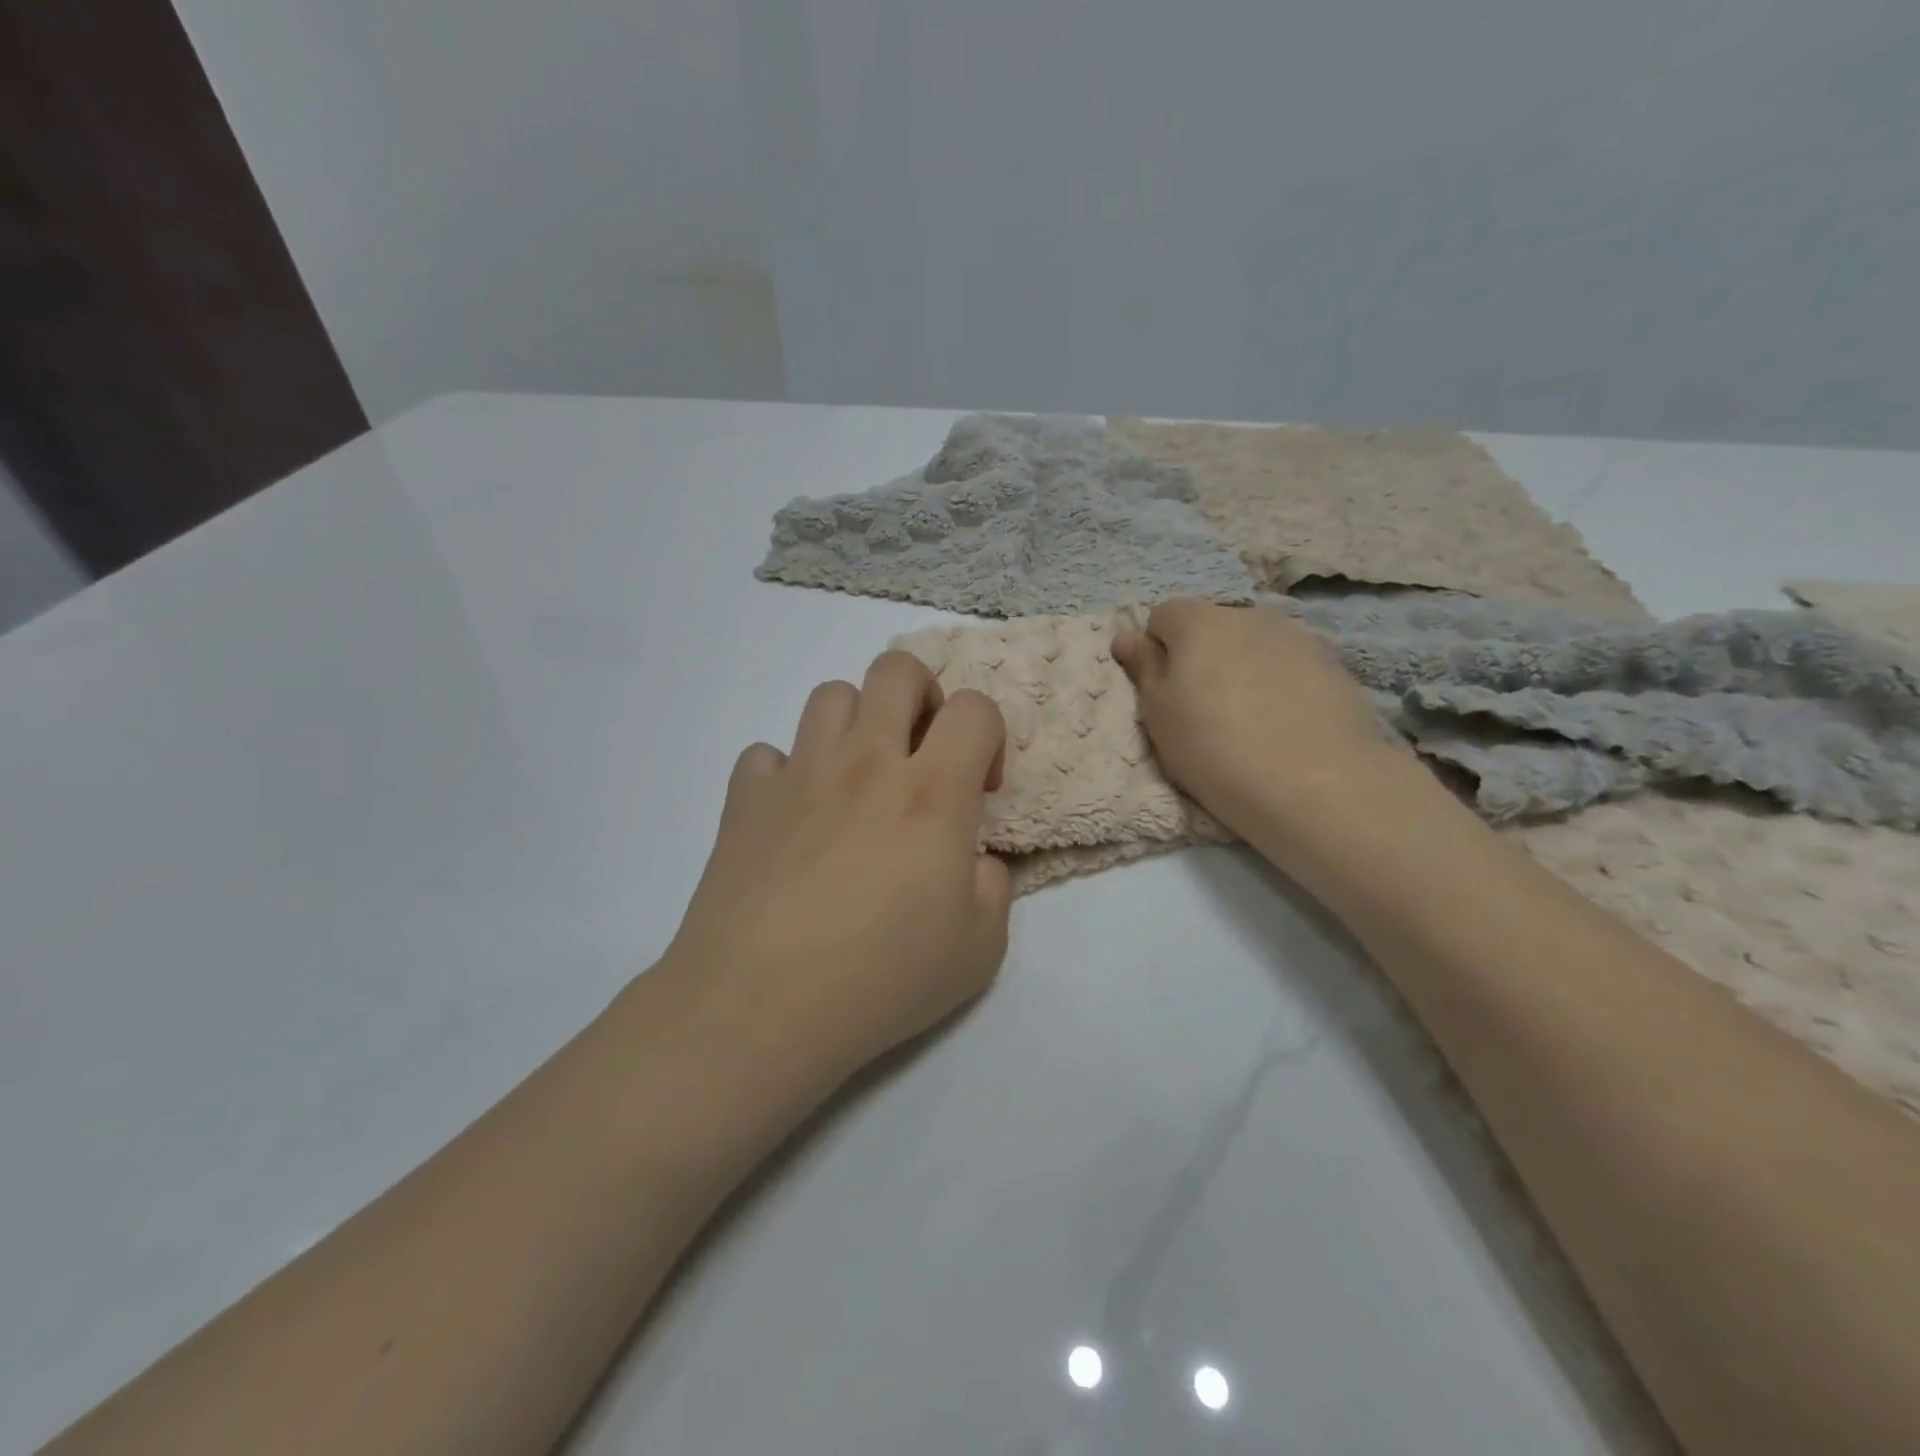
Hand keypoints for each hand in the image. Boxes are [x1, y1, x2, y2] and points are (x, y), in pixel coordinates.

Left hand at [659, 651, 1012, 1086]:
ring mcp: (800, 774)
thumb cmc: (879, 981)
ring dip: (857, 723)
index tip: (980, 787)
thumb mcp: (978, 951)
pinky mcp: (746, 798)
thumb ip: (993, 888)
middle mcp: (866, 764)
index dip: (988, 735)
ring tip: (859, 778)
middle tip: (922, 753)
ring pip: (831, 695)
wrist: (759, 1007)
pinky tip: (795, 818)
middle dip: (924, 696)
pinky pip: (769, 754)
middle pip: (897, 671)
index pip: (974, 709)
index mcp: (931, 794)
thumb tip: (975, 860)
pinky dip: (789, 773)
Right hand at [1112, 600, 1404, 841]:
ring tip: (1247, 719)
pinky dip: (1279, 683)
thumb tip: (1126, 635)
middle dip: (1202, 656)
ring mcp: (1298, 637)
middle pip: (1212, 626)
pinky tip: (1284, 723)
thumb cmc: (1213, 748)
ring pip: (1254, 645)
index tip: (1162, 690)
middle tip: (1201, 709)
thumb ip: (1142, 668)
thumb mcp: (1158, 714)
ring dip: (1242, 667)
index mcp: (1200, 622)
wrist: (1313, 784)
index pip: (1163, 615)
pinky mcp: (1333, 665)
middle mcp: (1249, 615)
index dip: (1157, 649)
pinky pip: (1289, 665)